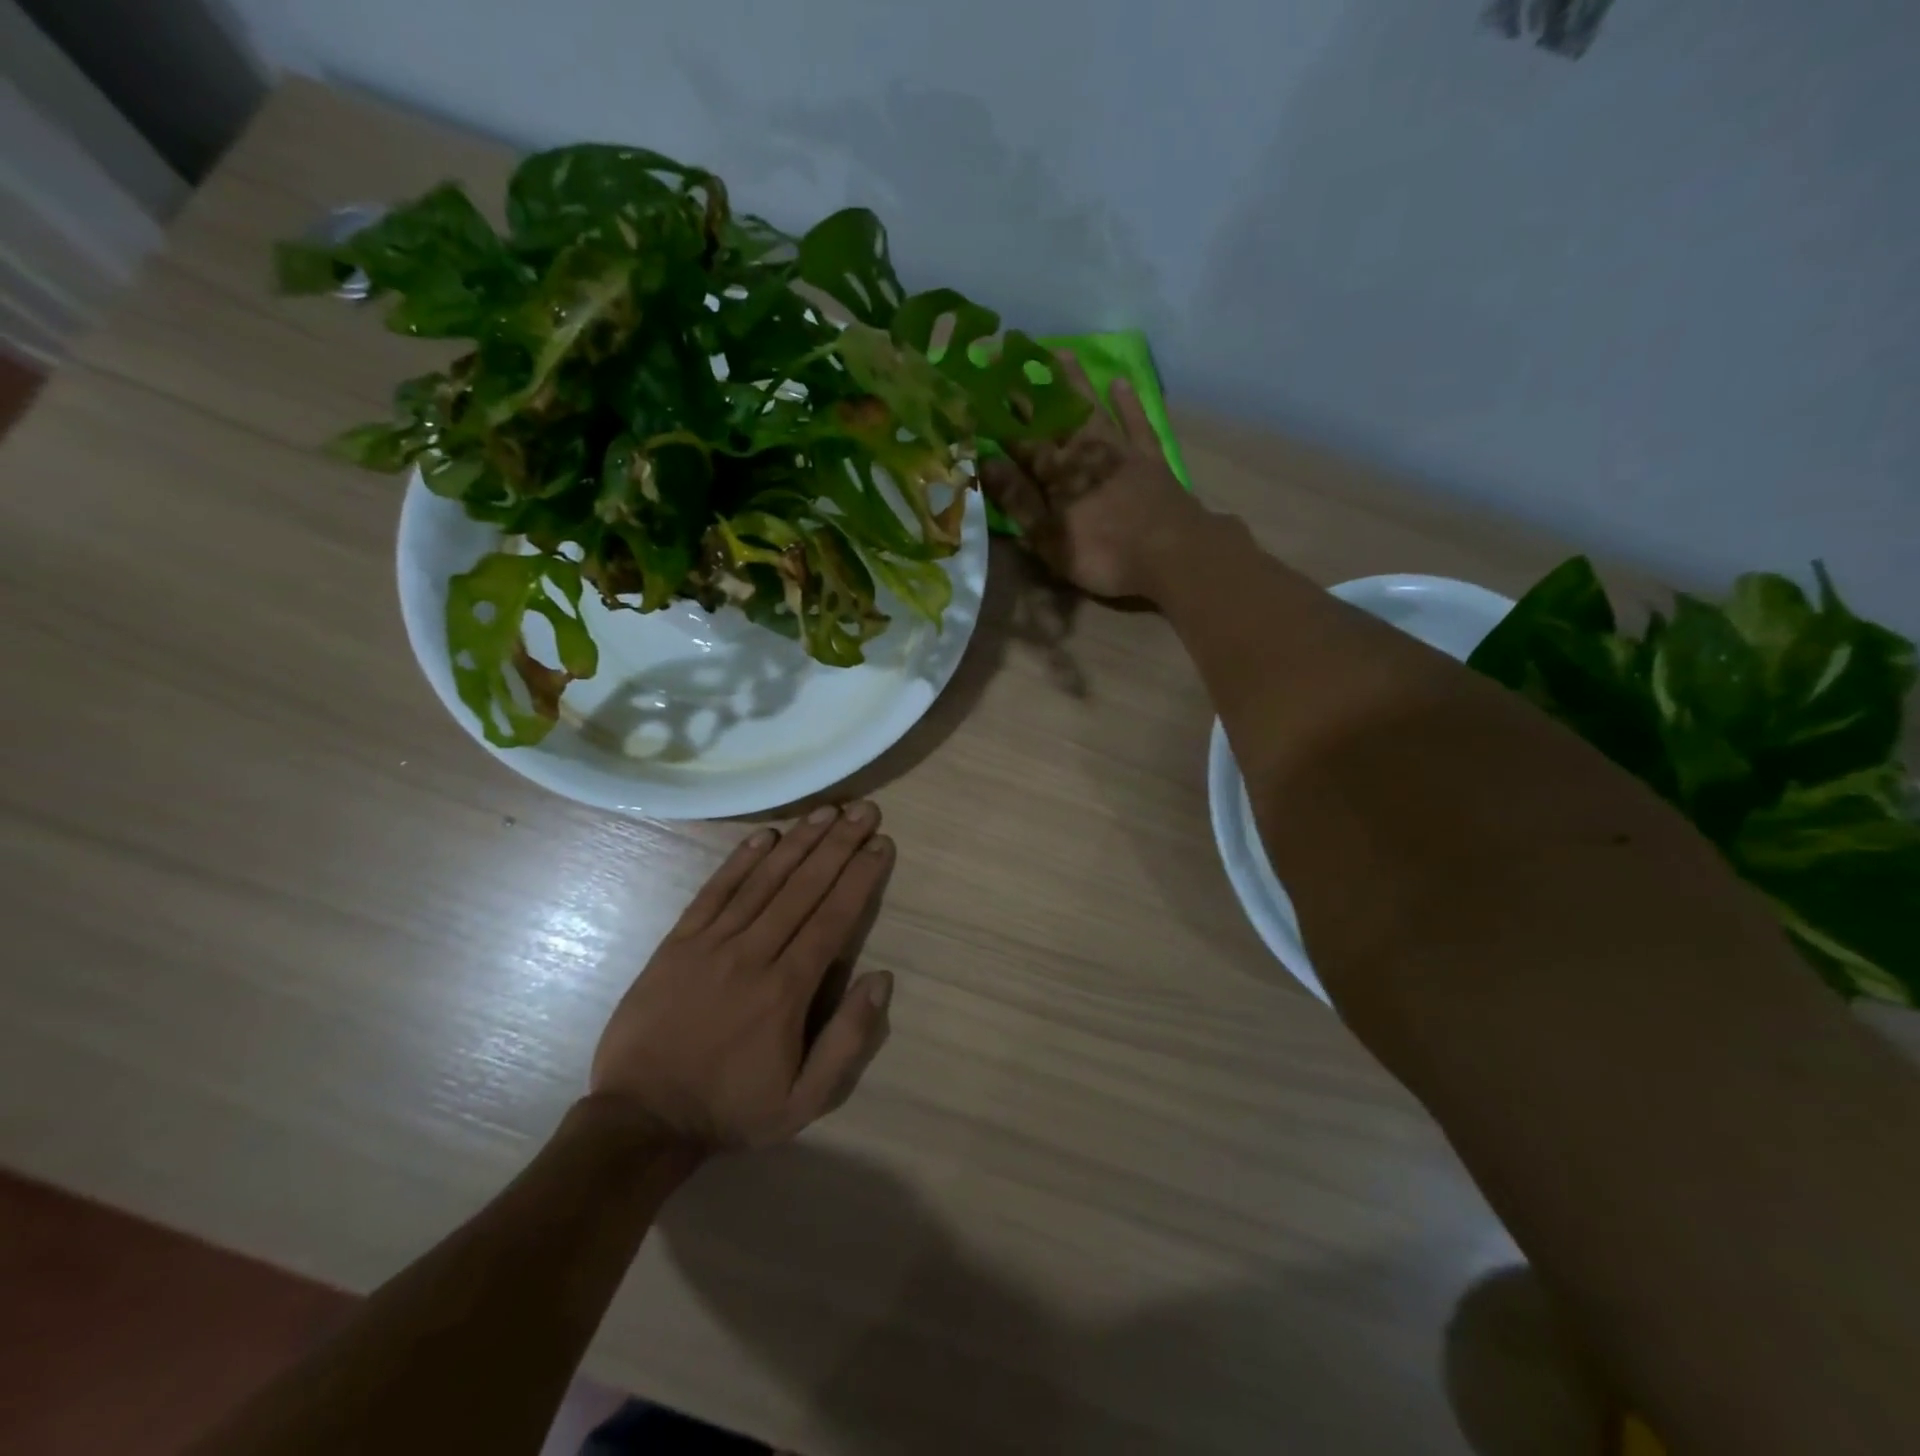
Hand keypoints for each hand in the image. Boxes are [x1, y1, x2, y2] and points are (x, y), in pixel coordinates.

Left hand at [590, 802, 895, 1149]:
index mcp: (787, 991)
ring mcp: (711, 944)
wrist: (641, 1120)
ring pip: (763, 881)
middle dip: (838, 844)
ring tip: (826, 811)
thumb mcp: (804, 1101)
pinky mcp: (677, 942)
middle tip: (864, 810)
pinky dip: (741, 860)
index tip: (881, 843)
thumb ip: (847, 1040)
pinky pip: (715, 891)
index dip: (860, 876)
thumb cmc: (731, 1109)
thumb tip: (882, 979)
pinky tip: (766, 835)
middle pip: (803, 888)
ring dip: (798, 841)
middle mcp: (752, 955)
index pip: (833, 918)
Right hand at [981, 351, 1208, 600]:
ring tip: (1059, 353)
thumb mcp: (1050, 537)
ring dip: (1075, 382)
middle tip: (1010, 357)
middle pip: (1052, 418)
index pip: (1020, 442)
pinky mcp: (1149, 457)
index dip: (999, 420)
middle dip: (1029, 391)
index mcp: (1055, 475)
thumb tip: (986, 463)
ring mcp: (1119, 450)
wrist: (1171, 552)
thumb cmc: (1103, 554)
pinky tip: (1119, 382)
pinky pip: (1136, 422)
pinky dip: (1128, 402)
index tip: (980, 392)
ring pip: (1092, 408)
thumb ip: (1019, 500)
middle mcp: (1084, 452)